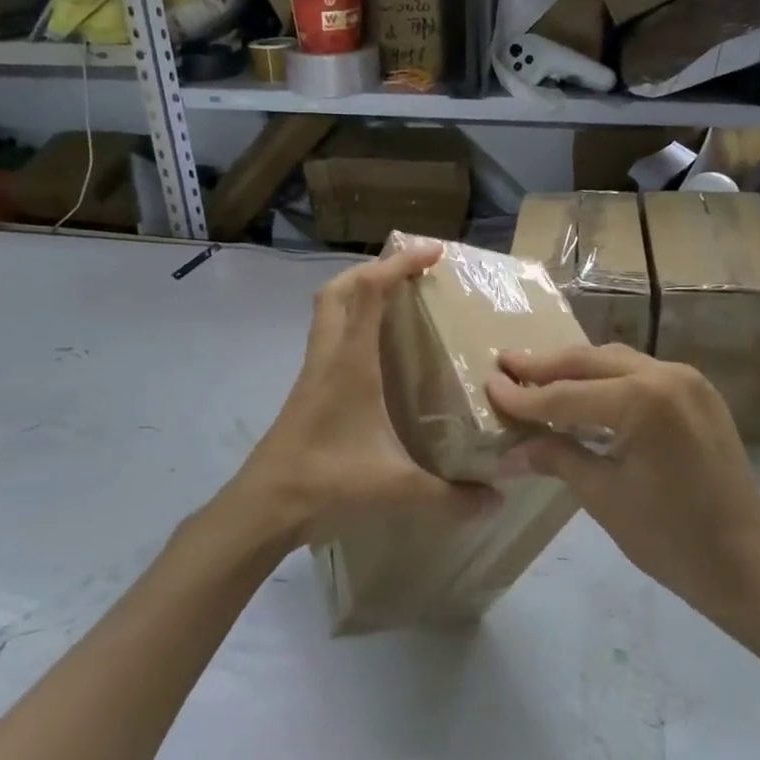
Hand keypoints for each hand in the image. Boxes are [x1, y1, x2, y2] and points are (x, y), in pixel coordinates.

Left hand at [229, 243, 495, 549]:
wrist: (264, 506)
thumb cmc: (326, 483)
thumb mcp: (395, 488)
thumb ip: (449, 495)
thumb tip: (496, 501)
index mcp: (349, 362)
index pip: (368, 291)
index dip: (399, 264)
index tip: (433, 252)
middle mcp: (328, 355)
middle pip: (341, 289)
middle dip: (375, 269)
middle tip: (412, 272)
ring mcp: (313, 370)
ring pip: (329, 309)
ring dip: (359, 292)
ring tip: (397, 299)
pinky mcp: (308, 387)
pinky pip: (329, 334)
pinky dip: (353, 321)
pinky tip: (377, 348)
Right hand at [487, 345, 759, 632]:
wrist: (747, 565)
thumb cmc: (670, 539)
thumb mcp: (604, 496)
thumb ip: (556, 457)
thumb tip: (508, 451)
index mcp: (643, 401)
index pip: (567, 394)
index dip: (523, 395)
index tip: (488, 384)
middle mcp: (667, 375)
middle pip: (590, 362)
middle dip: (545, 365)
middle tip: (505, 363)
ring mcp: (688, 380)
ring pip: (616, 361)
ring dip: (575, 368)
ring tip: (535, 373)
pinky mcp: (698, 393)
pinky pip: (640, 373)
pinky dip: (607, 379)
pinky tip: (583, 391)